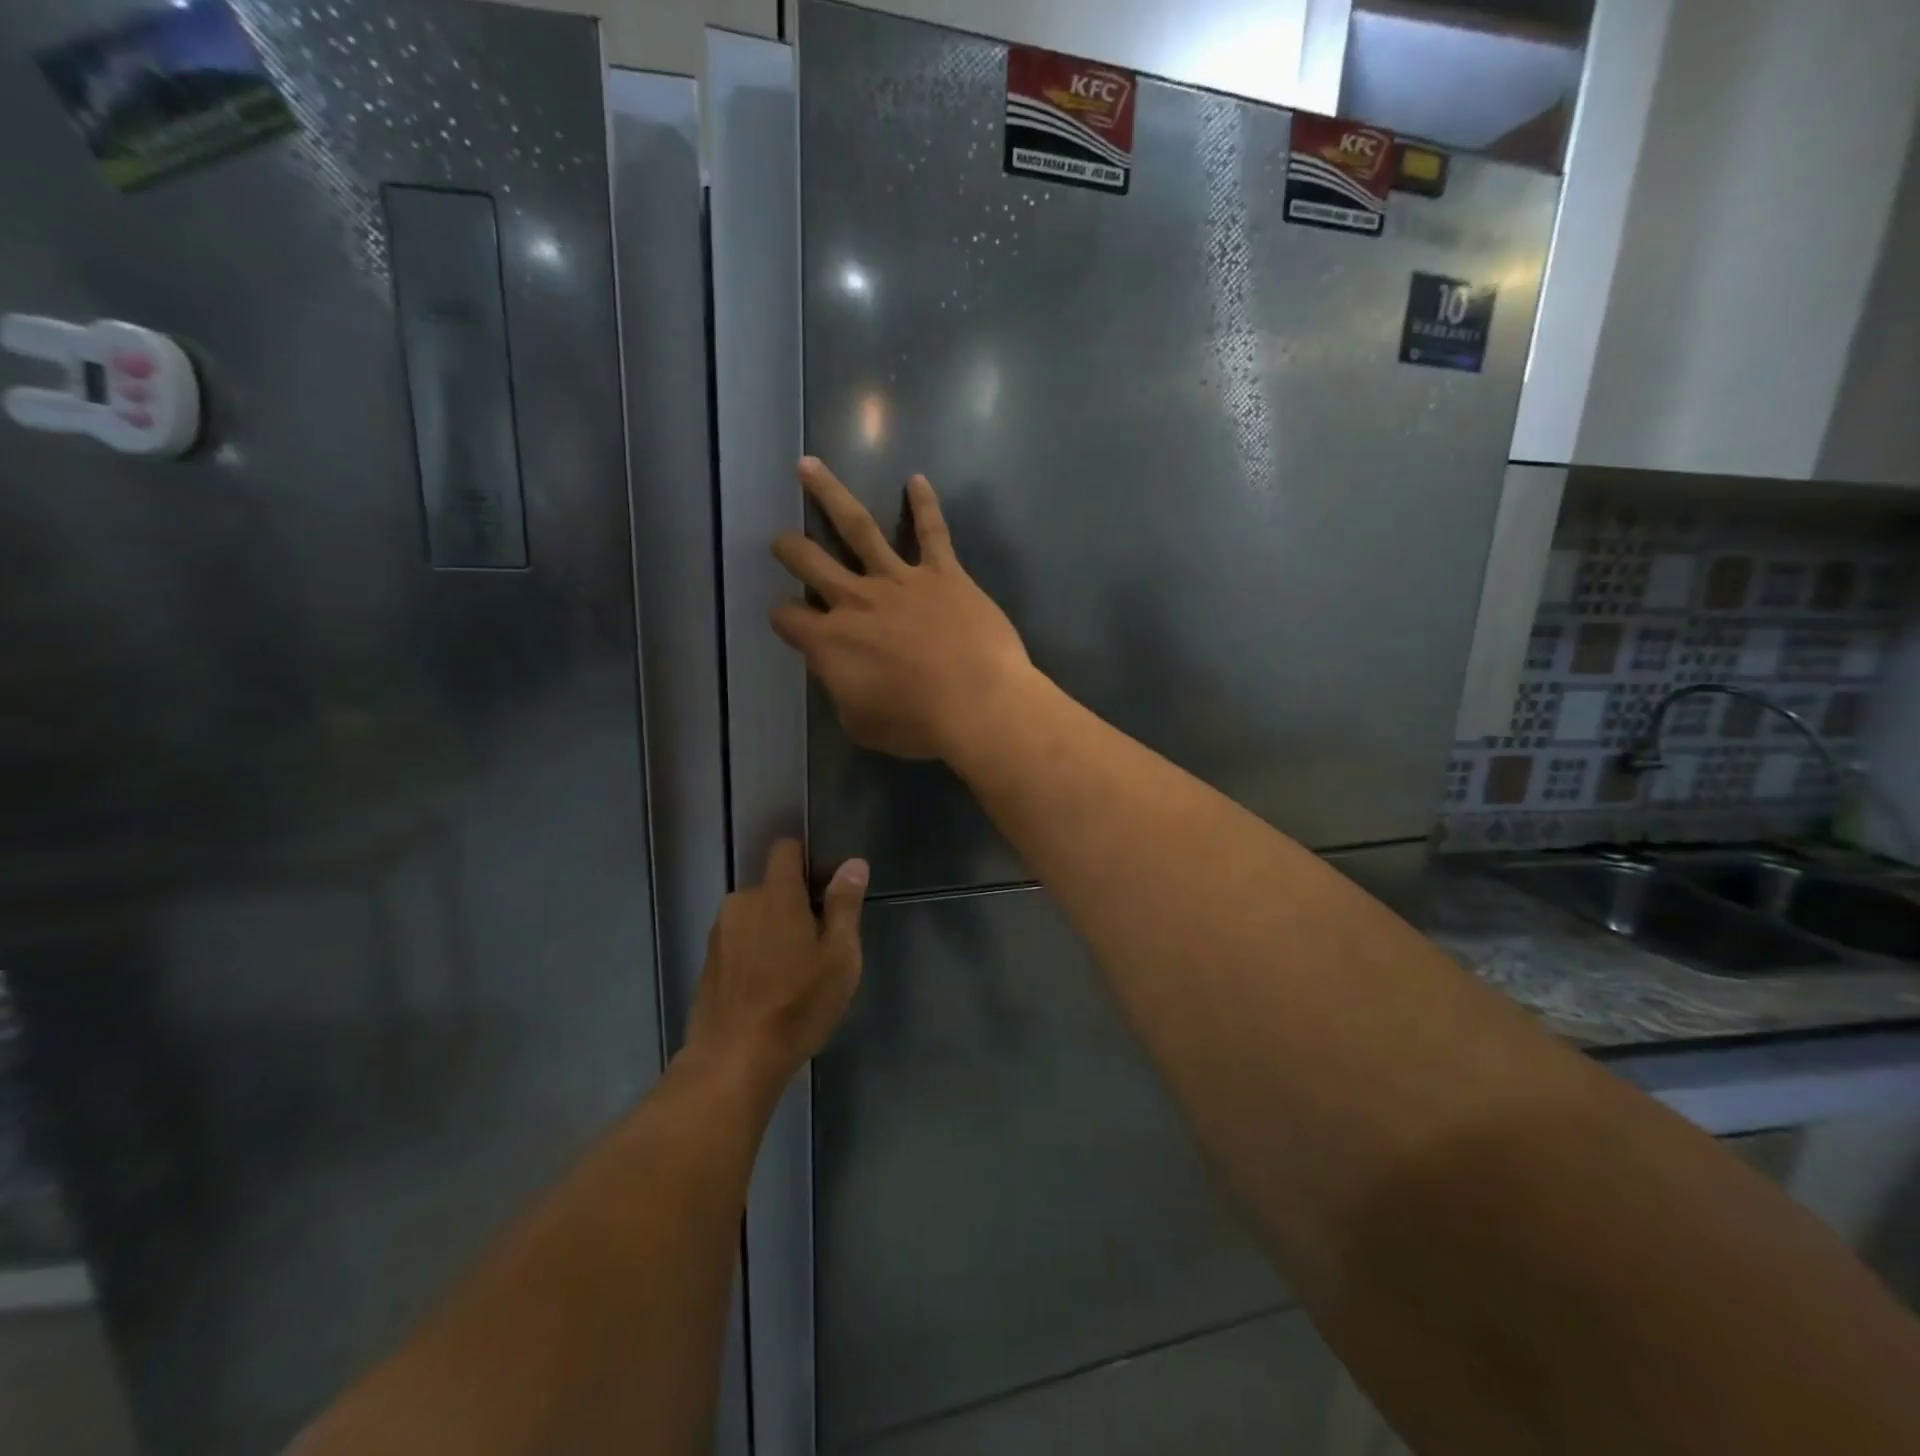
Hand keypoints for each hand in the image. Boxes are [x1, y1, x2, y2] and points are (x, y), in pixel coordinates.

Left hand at [682, 839, 867, 1092]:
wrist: (733, 1061)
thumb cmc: (797, 1005)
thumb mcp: (839, 956)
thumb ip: (845, 905)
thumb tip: (854, 863)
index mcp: (775, 895)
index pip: (785, 850)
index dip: (806, 859)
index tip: (826, 887)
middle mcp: (741, 903)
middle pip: (772, 887)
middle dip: (794, 904)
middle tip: (819, 943)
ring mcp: (720, 934)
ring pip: (754, 916)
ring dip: (773, 930)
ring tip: (794, 971)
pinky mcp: (708, 963)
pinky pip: (738, 942)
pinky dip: (754, 953)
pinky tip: (768, 989)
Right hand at [771, 458, 1035, 760]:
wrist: (979, 704)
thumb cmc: (918, 724)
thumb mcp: (862, 724)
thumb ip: (844, 692)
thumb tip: (843, 675)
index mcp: (830, 641)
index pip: (789, 618)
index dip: (784, 618)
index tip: (788, 620)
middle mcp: (856, 600)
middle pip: (810, 561)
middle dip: (790, 547)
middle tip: (781, 539)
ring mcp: (900, 579)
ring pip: (857, 526)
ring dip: (829, 493)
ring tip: (809, 466)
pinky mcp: (943, 573)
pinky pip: (931, 531)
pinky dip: (924, 504)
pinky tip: (917, 479)